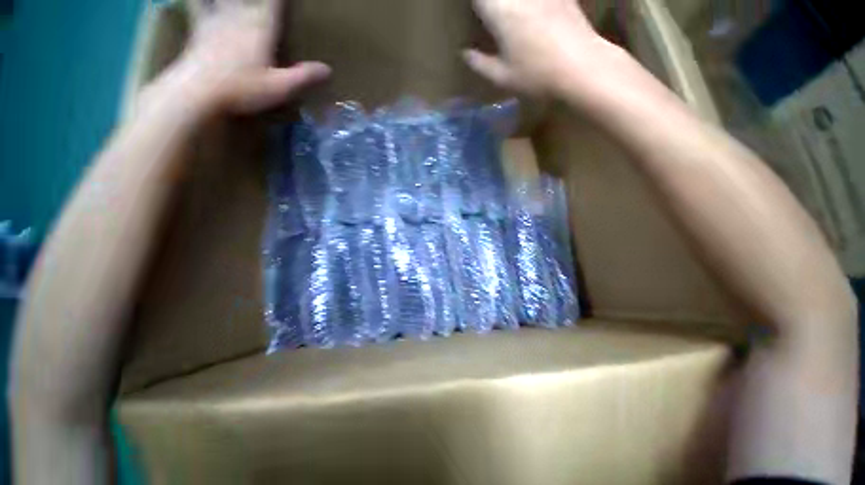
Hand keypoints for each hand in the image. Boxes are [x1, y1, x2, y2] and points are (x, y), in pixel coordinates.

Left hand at [172, 0, 329, 113]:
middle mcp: (239, 16)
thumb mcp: (281, 88)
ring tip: (240, 4)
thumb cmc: (243, 89)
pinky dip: (200, 2)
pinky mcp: (199, 28)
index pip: (275, 3)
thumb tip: (328, 70)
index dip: (282, 0)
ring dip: (236, 1)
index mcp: (261, 27)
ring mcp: (217, 19)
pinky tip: (202, 2)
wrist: (199, 92)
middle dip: (265, 1)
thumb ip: (304, 77)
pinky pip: (199, 5)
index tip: (288, 1)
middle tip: (272, 3)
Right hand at [464, 0, 616, 96]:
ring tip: (505, 13)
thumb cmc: (536, 75)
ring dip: (508, 5)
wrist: (581, 66)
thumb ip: (479, 64)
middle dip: (489, 5)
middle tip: (487, 14)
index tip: (472, 13)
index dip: (475, 5)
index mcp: (500, 12)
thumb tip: (465, 53)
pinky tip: (530, 11)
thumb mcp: (501, 77)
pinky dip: (531, 5)